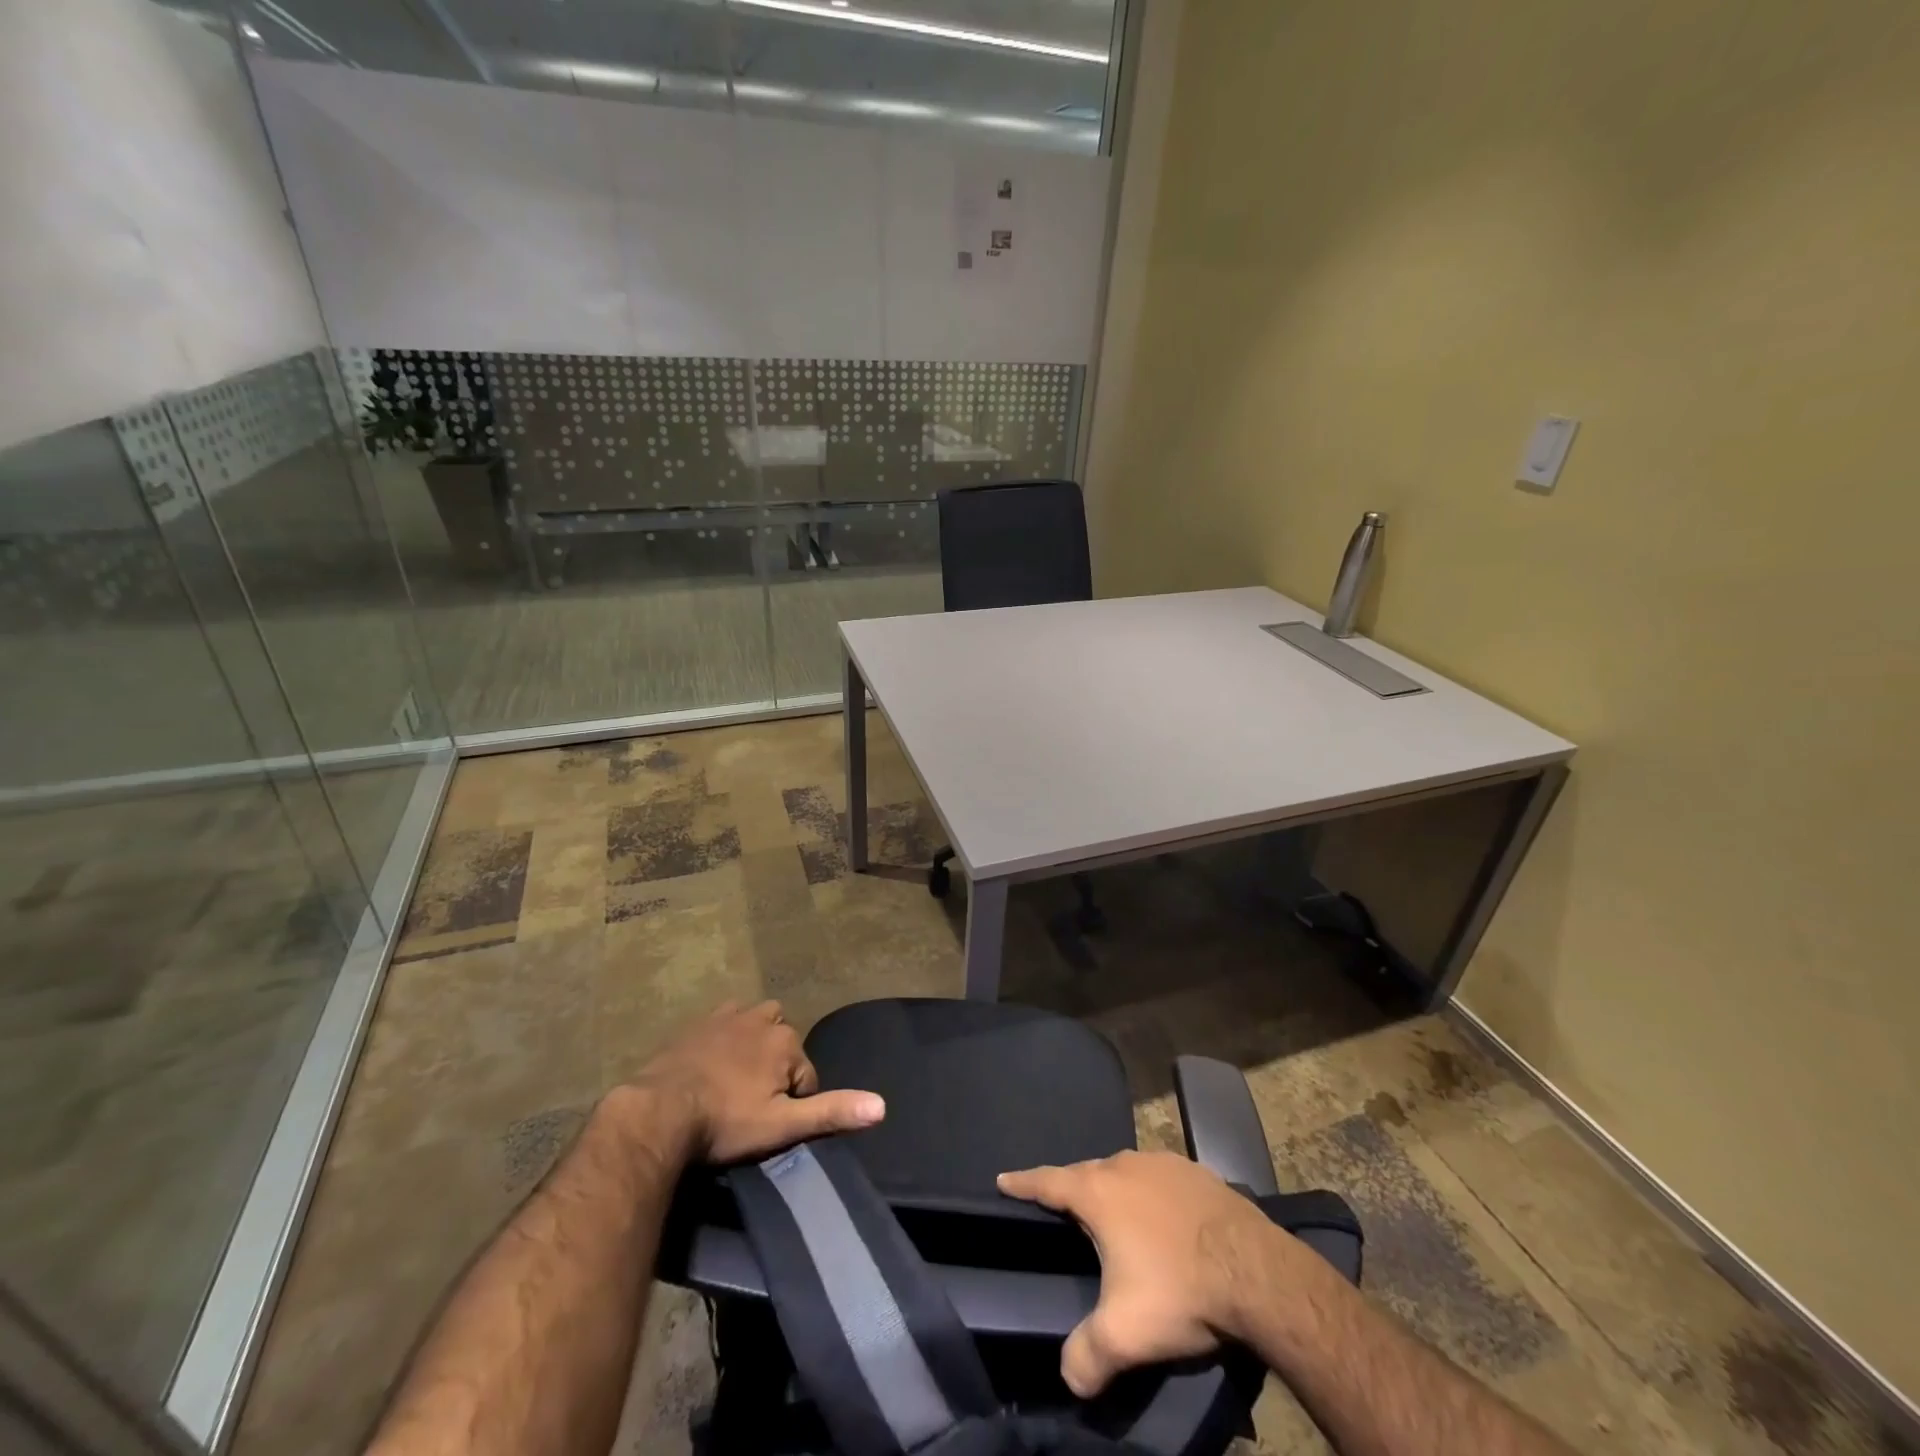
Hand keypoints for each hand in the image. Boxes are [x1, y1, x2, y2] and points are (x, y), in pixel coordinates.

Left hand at [630, 1000, 885, 1163]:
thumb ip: (831, 1112)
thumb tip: (882, 1106)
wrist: (658, 1112)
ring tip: (740, 1079)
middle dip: (778, 1068)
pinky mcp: (698, 1023)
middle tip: (754, 1105)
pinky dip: (728, 1035)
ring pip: (758, 1023)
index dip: (795, 1104)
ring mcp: (728, 1017)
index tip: (769, 1126)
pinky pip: (726, 1020)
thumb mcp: (782, 1126)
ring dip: (757, 1044)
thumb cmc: (724, 1122)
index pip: (807, 1077)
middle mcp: (763, 1019)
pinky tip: (713, 1062)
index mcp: (786, 1041)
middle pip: (785, 1044)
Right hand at [998, 1150, 1295, 1396]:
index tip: (1003, 1179)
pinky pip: (1160, 1177)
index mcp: (1098, 1192)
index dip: (1023, 1182)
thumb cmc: (1179, 1290)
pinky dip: (1152, 1193)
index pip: (1048, 1182)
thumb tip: (1068, 1378)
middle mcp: (1125, 1165)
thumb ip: (1086, 1355)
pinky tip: (1164, 1216)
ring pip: (1125, 1172)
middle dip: (1072, 1189)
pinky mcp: (1197, 1171)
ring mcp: (1163, 1162)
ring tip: (1115, 1215)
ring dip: (1115, 1190)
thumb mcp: (1125, 1334)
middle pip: (1087, 1174)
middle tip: (1065, 1210)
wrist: (1256, 1271)